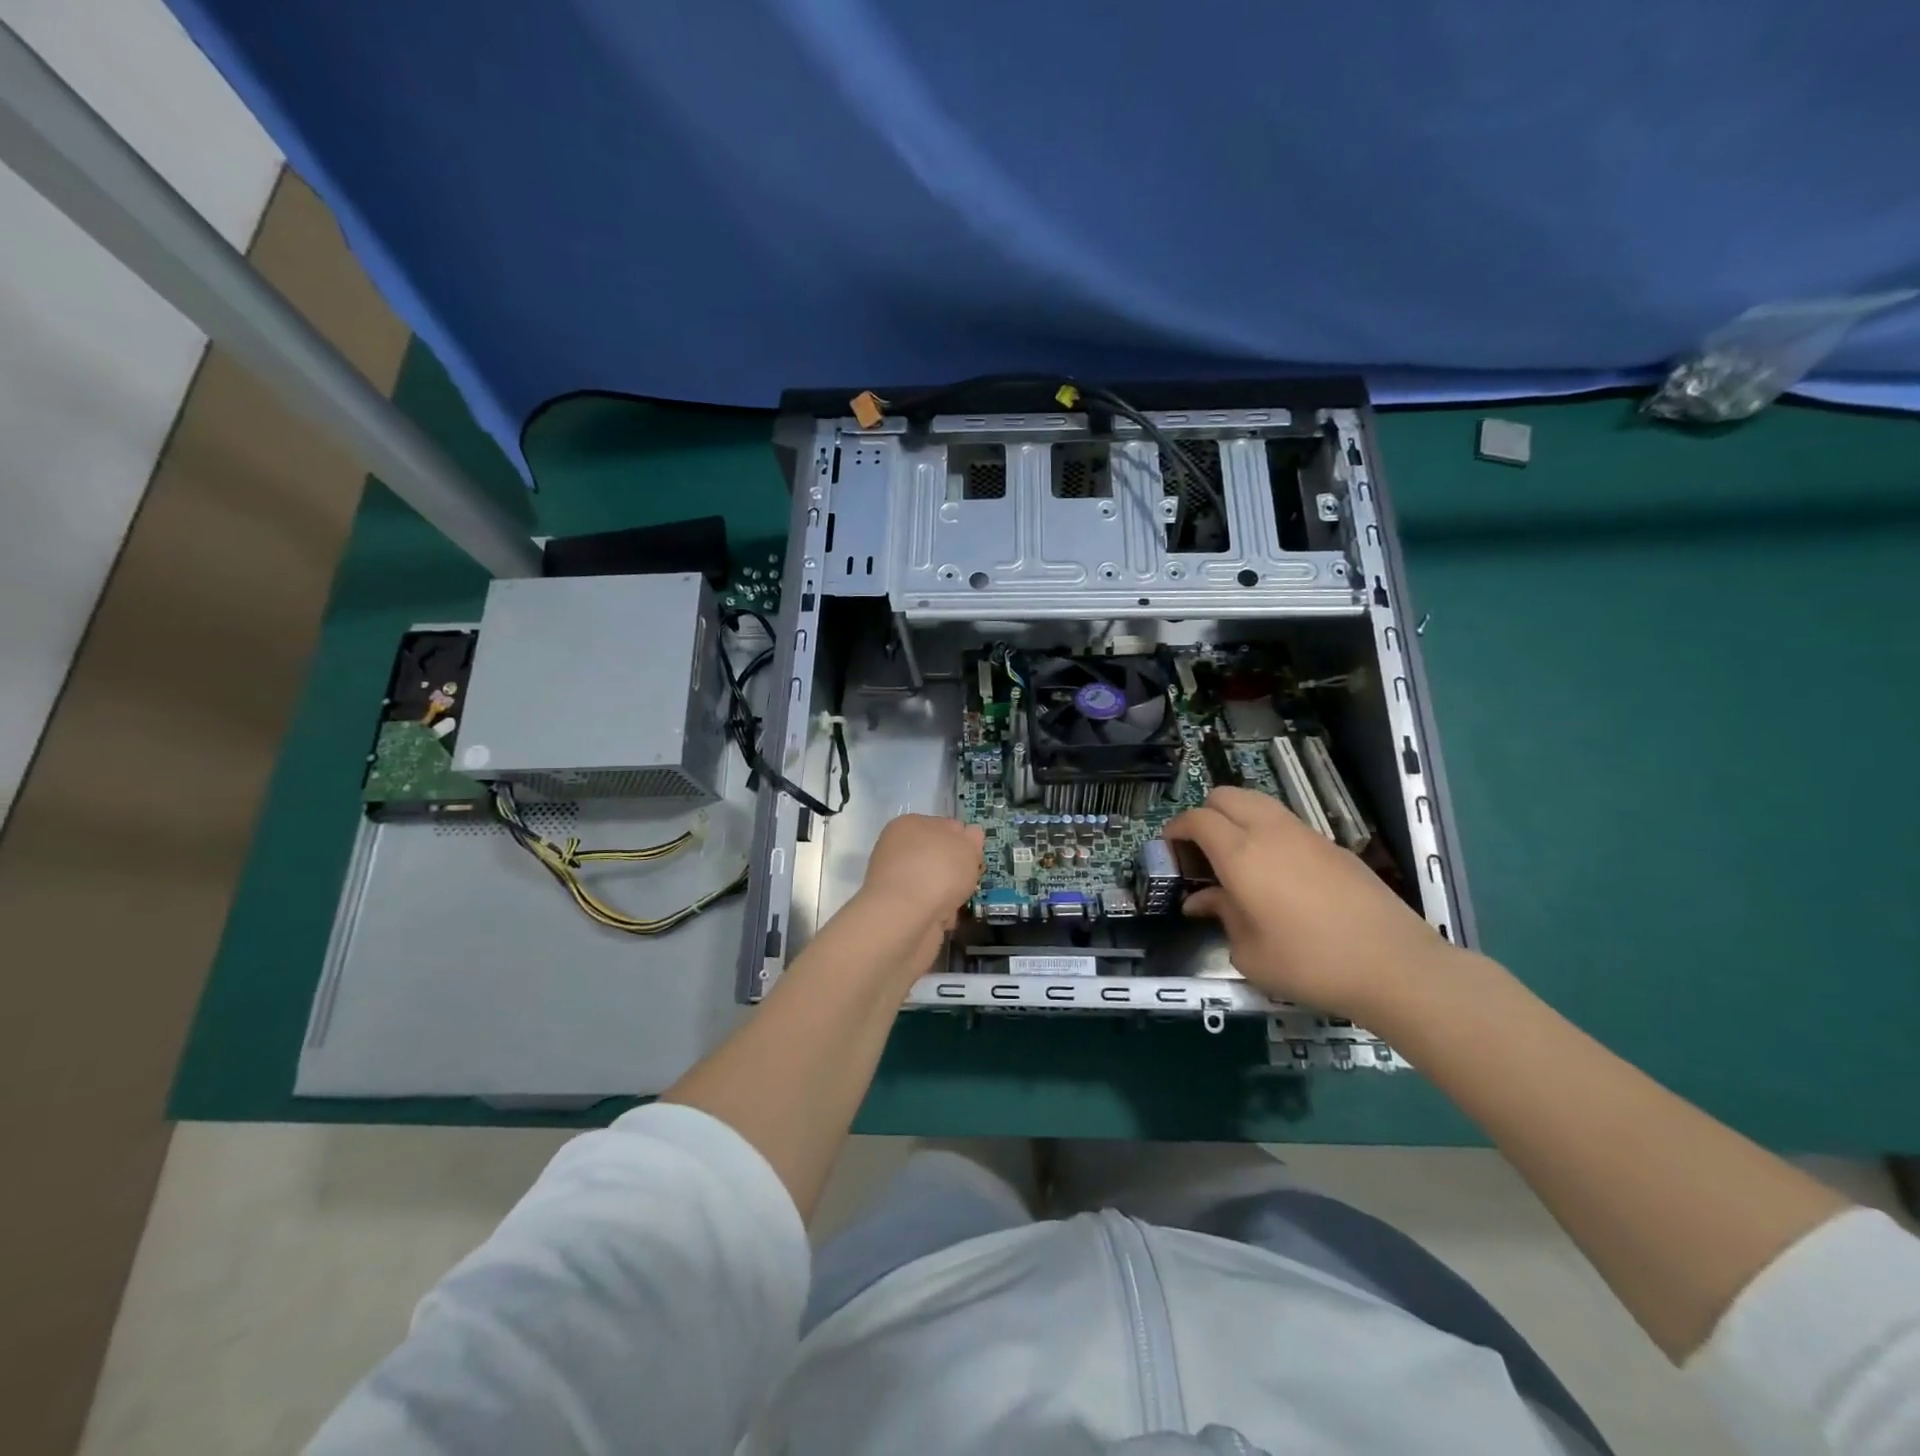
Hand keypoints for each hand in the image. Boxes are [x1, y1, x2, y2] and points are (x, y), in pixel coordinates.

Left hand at [855, 814, 984, 936]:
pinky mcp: (896, 910)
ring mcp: (894, 881)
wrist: (906, 919)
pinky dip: (938, 913)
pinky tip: (945, 920)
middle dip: (956, 870)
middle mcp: (897, 849)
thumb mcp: (966, 847)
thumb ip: (972, 839)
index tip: (977, 856)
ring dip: (949, 894)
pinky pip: (926, 907)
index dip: (964, 840)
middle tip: (972, 879)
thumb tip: (971, 833)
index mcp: (909, 824)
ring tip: (959, 903)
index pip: (944, 825)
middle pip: (938, 857)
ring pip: (933, 883)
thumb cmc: (938, 872)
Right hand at [1163, 786, 1460, 1020]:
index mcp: (1240, 854)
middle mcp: (1269, 832)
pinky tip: (1275, 872)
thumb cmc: (1308, 963)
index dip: (1176, 829)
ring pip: (1258, 802)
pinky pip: (1286, 823)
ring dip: (1237, 818)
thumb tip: (1201, 901)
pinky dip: (1266, 832)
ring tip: (1235, 856)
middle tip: (1200, 849)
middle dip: (1204, 813)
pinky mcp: (1332, 846)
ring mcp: (1305, 834)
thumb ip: (1221, 916)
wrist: (1393, 964)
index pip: (1197, 819)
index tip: (1169, 848)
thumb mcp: (1249, 952)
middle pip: (1226, 795)